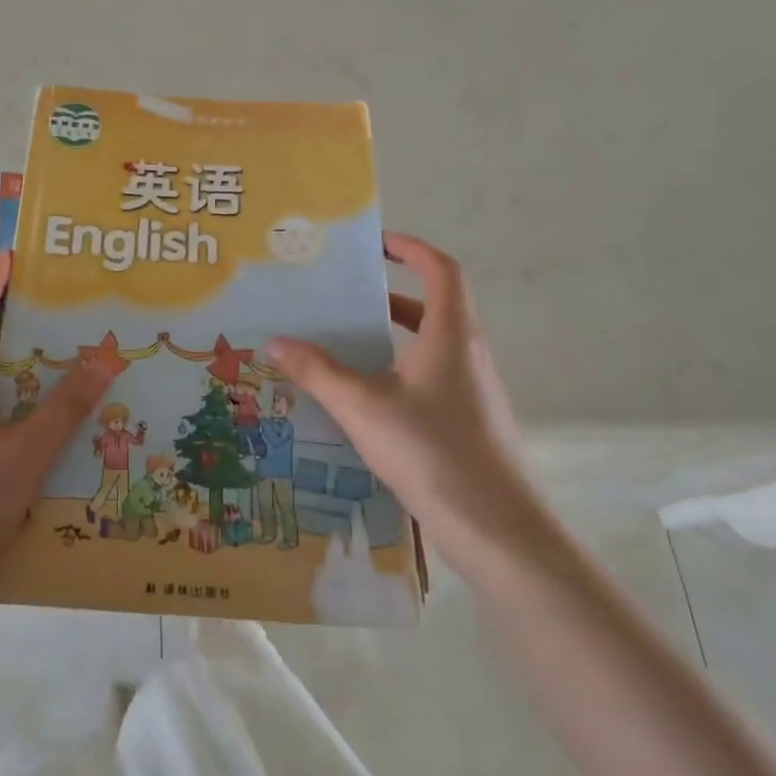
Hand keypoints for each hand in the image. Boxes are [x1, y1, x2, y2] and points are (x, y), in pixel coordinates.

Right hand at [267, 232, 550, 573]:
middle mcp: (468, 353)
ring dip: (393, 336)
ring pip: (432, 345)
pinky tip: (367, 399)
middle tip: (346, 297)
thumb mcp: (363, 408)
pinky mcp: (471, 422)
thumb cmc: (433, 452)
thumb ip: (318, 372)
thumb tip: (276, 342)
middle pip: (434, 306)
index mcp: (451, 334)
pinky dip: (400, 370)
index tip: (375, 244)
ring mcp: (474, 391)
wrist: (499, 532)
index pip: (440, 269)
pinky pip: (432, 377)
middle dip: (390, 295)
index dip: (411, 248)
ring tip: (347, 344)